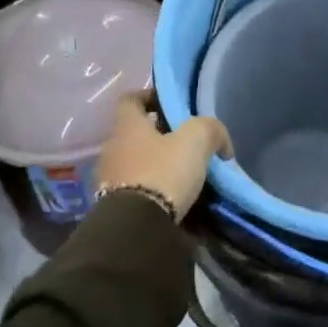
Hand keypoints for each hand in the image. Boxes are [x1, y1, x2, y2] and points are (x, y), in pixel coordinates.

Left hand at [93, 90, 231, 221]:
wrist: (136, 228)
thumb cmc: (163, 172)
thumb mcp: (196, 140)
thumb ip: (210, 129)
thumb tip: (220, 140)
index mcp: (126, 125)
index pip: (131, 99)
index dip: (150, 97)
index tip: (170, 105)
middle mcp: (111, 148)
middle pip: (134, 133)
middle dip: (158, 136)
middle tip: (185, 144)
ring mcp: (107, 179)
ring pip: (134, 162)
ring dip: (154, 165)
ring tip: (181, 175)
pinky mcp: (111, 207)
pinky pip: (134, 189)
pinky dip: (150, 190)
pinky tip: (171, 199)